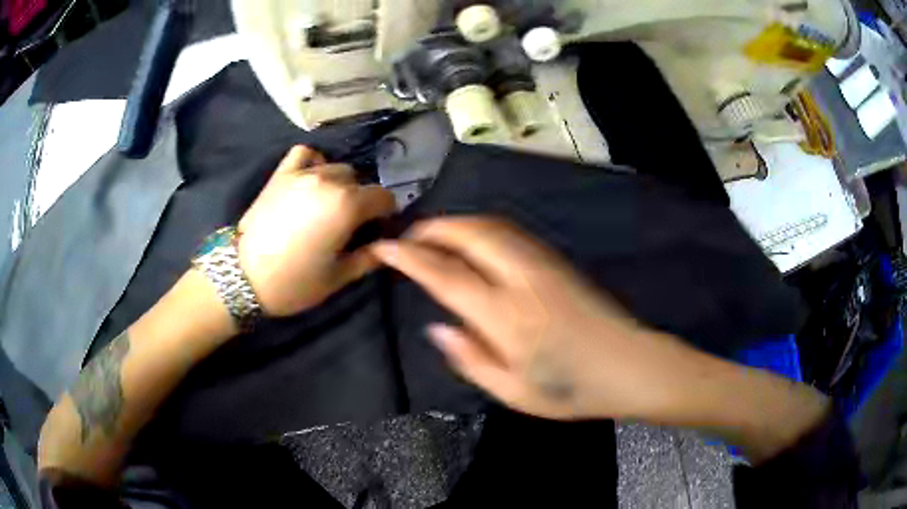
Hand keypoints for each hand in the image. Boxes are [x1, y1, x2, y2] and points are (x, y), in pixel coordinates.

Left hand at [238, 146, 395, 315]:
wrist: (244, 276)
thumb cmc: (295, 282)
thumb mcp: (339, 277)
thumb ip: (370, 257)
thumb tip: (387, 245)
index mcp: (348, 205)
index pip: (384, 197)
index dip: (385, 214)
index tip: (376, 229)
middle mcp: (329, 180)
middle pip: (359, 181)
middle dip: (361, 200)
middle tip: (348, 224)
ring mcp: (303, 173)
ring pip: (336, 167)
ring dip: (339, 184)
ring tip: (327, 204)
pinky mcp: (281, 173)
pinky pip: (305, 153)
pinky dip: (313, 161)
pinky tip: (310, 179)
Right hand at [371, 217, 670, 420]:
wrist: (630, 365)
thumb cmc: (571, 388)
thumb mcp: (513, 392)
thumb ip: (471, 358)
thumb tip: (438, 328)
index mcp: (506, 315)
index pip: (445, 274)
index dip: (409, 257)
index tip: (384, 248)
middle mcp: (522, 278)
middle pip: (469, 234)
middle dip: (433, 229)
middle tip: (408, 238)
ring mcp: (543, 263)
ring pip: (491, 226)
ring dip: (457, 224)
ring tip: (435, 236)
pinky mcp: (557, 261)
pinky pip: (511, 232)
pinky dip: (482, 228)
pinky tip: (475, 241)